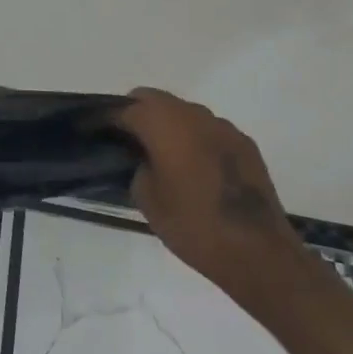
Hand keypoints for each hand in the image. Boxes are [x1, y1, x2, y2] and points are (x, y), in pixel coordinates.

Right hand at [119, 88, 305, 309]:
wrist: (258, 253)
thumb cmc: (193, 225)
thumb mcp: (147, 198)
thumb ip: (137, 166)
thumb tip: (142, 158)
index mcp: (163, 123)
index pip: (124, 108)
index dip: (106, 119)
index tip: (94, 131)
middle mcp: (193, 114)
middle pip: (153, 100)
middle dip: (136, 113)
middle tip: (125, 141)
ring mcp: (223, 127)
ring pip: (183, 112)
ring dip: (168, 124)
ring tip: (162, 155)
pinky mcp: (245, 144)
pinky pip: (208, 130)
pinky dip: (194, 138)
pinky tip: (194, 168)